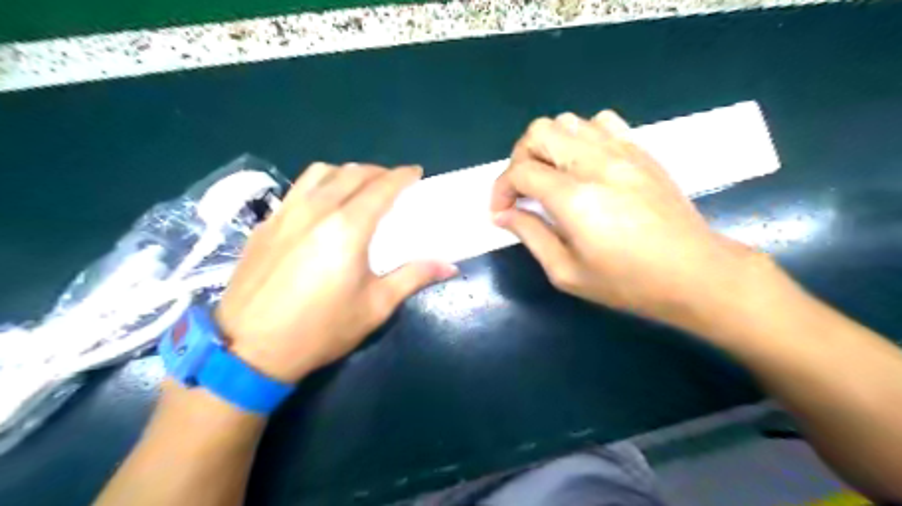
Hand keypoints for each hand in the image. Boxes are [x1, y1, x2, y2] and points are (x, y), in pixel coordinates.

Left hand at [216, 164, 457, 381]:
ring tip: (358, 187)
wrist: (248, 349)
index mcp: (347, 228)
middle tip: (393, 182)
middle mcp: (315, 210)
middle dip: (377, 171)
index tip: (415, 173)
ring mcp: (285, 213)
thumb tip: (448, 266)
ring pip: (320, 173)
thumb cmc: (320, 330)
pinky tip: (322, 207)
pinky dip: (319, 186)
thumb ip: (412, 277)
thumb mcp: (375, 307)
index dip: (402, 176)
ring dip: (346, 172)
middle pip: (351, 173)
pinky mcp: (265, 224)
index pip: (381, 187)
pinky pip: (297, 190)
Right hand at [491, 111, 770, 330]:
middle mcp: (596, 164)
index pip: (520, 171)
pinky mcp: (641, 151)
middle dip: (519, 158)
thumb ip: (530, 236)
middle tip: (523, 190)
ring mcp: (622, 151)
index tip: (501, 211)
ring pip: (568, 122)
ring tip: (551, 176)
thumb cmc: (628, 282)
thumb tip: (503, 214)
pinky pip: (601, 123)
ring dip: (548, 146)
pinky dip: (581, 137)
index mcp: (575, 198)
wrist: (695, 273)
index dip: (501, 189)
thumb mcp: (567, 272)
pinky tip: (584, 165)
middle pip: (539, 132)